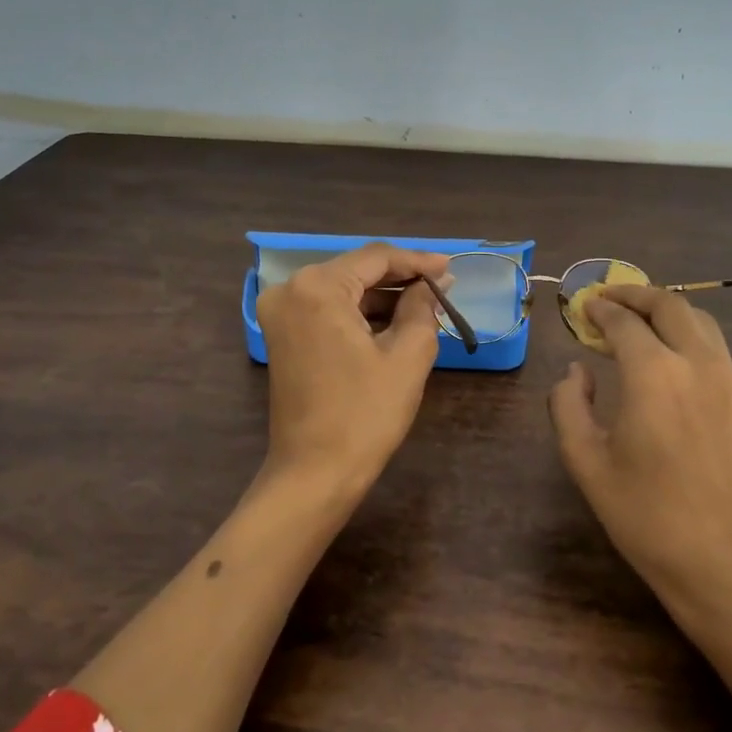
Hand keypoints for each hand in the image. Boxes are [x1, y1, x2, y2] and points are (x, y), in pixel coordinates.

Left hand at [255, 243, 450, 503]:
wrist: (314, 474)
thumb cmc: (364, 414)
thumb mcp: (406, 357)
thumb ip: (422, 309)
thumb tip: (432, 285)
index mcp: (317, 287)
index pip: (375, 258)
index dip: (417, 261)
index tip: (451, 268)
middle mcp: (290, 290)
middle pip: (356, 270)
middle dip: (400, 278)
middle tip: (442, 285)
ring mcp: (280, 314)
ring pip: (342, 290)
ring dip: (382, 297)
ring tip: (426, 304)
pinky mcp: (282, 337)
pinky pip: (327, 310)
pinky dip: (360, 314)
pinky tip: (394, 321)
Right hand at [548, 284, 731, 634]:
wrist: (729, 564)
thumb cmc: (647, 517)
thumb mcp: (586, 463)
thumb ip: (568, 406)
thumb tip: (576, 372)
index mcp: (654, 374)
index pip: (623, 322)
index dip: (600, 309)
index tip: (583, 306)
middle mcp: (698, 364)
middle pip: (670, 305)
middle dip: (635, 294)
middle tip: (609, 299)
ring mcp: (731, 381)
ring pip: (700, 322)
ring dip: (667, 311)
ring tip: (640, 321)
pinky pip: (716, 350)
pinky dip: (689, 336)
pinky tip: (672, 359)